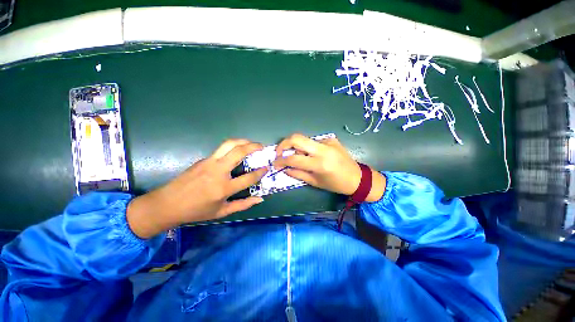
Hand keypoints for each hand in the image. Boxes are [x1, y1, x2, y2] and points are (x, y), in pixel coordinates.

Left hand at [127, 139, 267, 237]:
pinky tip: (236, 152)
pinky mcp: (203, 159)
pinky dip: (233, 147)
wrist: (167, 204)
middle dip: (253, 146)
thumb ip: (243, 205)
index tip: (267, 167)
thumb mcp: (222, 212)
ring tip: (251, 143)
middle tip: (262, 146)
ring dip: (242, 141)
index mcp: (224, 188)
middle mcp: (218, 171)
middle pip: (238, 152)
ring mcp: (209, 162)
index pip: (249, 177)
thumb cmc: (196, 211)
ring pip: (228, 144)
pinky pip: (221, 150)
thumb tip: (260, 199)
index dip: (261, 172)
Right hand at [274, 133, 385, 201]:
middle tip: (279, 152)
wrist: (357, 177)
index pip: (293, 158)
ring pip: (305, 140)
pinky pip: (314, 142)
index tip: (275, 162)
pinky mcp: (331, 139)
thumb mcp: (315, 182)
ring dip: (298, 148)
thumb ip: (297, 174)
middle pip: (296, 138)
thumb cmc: (336, 184)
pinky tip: (315, 155)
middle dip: (283, 144)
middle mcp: (323, 149)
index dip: (280, 160)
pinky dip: (309, 148)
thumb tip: (284, 168)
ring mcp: (328, 141)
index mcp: (319, 164)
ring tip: (302, 157)